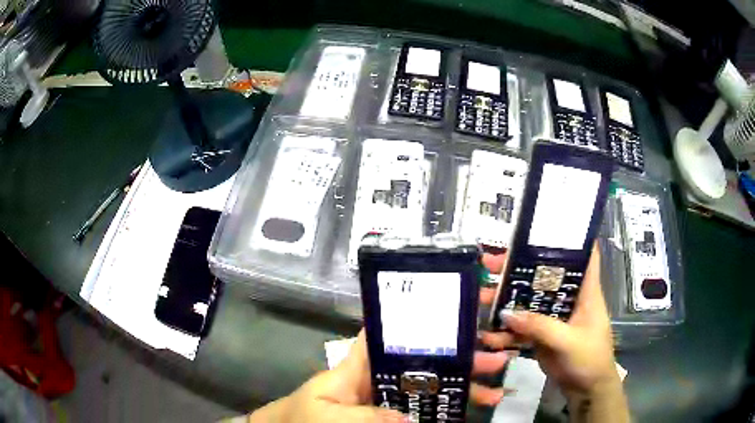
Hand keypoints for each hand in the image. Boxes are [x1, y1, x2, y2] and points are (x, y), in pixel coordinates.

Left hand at [249, 330, 511, 421]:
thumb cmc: (300, 417)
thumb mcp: (327, 414)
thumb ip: (364, 414)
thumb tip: (409, 417)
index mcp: (358, 365)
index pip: (386, 333)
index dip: (415, 317)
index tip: (454, 311)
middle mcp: (378, 377)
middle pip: (422, 361)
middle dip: (458, 358)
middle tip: (494, 359)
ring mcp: (386, 398)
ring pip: (428, 386)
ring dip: (460, 385)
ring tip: (493, 389)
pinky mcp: (390, 414)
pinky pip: (422, 407)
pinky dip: (445, 408)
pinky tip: (469, 409)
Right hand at [478, 246, 619, 394]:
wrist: (586, 390)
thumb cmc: (589, 359)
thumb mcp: (568, 341)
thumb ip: (540, 327)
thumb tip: (506, 313)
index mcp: (585, 291)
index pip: (583, 255)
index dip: (567, 238)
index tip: (540, 228)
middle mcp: (569, 299)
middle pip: (545, 276)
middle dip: (520, 269)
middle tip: (491, 264)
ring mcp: (554, 318)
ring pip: (529, 302)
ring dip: (507, 302)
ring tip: (481, 298)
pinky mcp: (543, 335)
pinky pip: (523, 327)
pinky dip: (507, 331)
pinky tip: (490, 335)